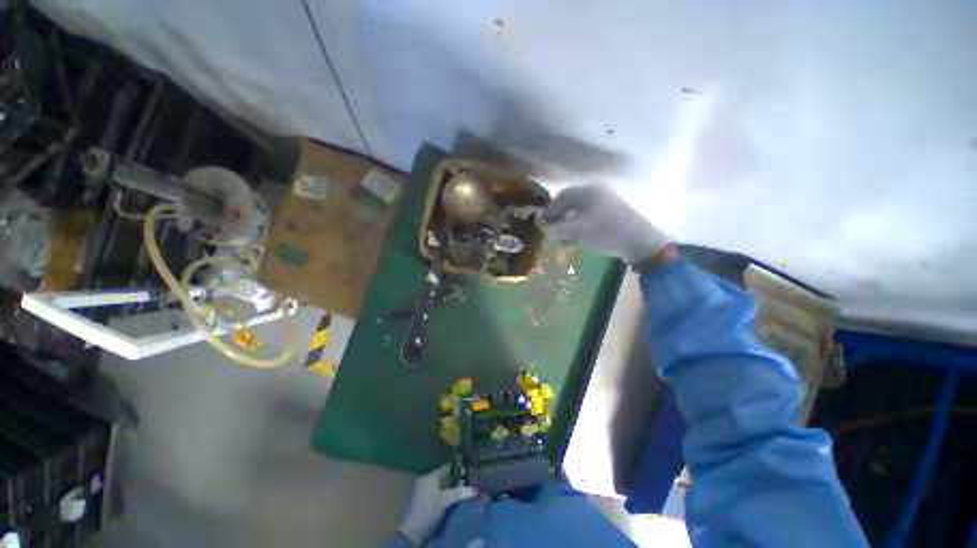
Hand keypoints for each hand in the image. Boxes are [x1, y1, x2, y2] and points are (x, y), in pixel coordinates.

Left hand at [398, 465, 477, 545]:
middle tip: (469, 482)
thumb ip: (458, 493)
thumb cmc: (428, 511)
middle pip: (445, 476)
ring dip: (452, 487)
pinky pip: (440, 492)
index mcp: (430, 477)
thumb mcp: (444, 501)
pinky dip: (447, 494)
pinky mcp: (426, 500)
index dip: (458, 469)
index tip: (469, 471)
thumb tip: (475, 489)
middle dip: (456, 479)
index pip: (447, 468)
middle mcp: (427, 480)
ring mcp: (426, 490)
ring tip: (464, 489)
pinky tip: (455, 498)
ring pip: (443, 485)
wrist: (414, 531)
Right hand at [541, 184, 669, 264]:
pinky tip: (580, 233)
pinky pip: (590, 212)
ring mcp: (607, 199)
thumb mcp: (577, 232)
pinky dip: (581, 221)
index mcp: (588, 190)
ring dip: (569, 219)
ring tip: (565, 233)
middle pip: (571, 201)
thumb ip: (557, 229)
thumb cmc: (605, 232)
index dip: (550, 209)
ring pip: (581, 208)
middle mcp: (597, 190)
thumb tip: (542, 230)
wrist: (639, 241)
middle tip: (553, 229)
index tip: (543, 223)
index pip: (562, 195)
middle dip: (559, 215)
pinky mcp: (613, 210)